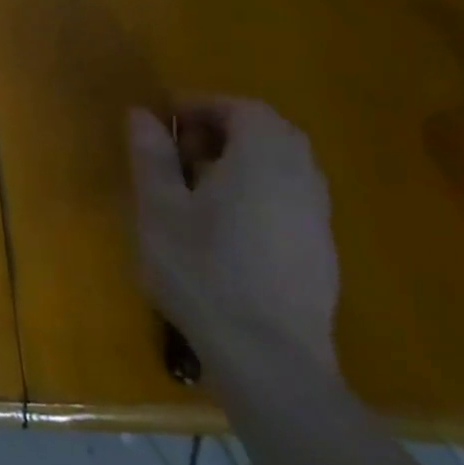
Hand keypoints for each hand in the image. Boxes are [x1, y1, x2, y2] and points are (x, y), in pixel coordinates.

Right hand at [128, 98, 340, 377]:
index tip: (166, 123)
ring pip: (284, 166)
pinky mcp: (321, 252)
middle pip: (271, 133)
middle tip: (181, 151)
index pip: (243, 108)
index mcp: (263, 159)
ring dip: (243, 161)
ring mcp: (318, 218)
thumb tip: (142, 114)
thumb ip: (151, 154)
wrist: (268, 358)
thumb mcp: (158, 206)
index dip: (202, 106)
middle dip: (224, 131)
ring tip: (196, 187)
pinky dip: (259, 192)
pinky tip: (225, 226)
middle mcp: (301, 179)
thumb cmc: (202, 269)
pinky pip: (291, 198)